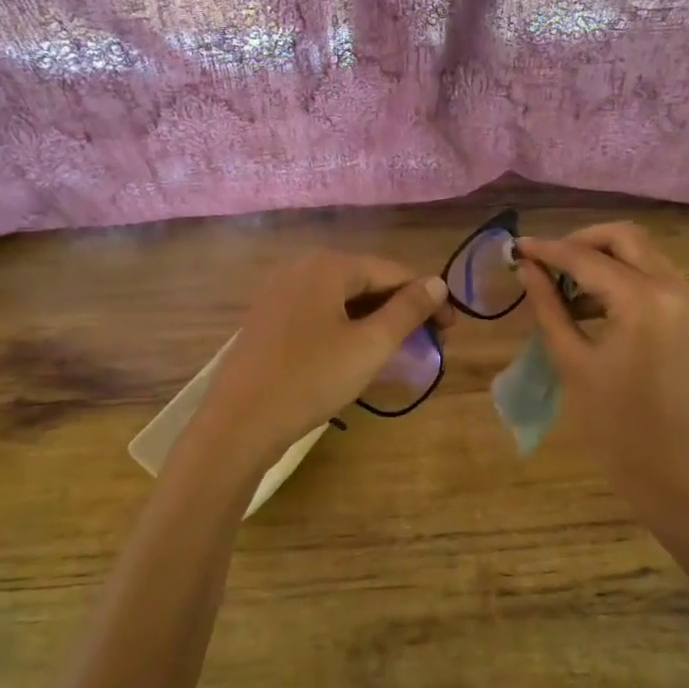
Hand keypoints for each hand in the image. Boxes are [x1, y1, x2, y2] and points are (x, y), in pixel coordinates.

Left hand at [191, 249, 454, 463]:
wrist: (238, 422)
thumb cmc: (311, 379)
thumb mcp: (370, 345)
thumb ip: (408, 310)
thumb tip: (438, 283)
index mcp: (328, 265)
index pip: (393, 271)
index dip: (427, 297)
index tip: (450, 329)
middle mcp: (301, 266)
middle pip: (366, 280)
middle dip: (399, 308)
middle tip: (426, 342)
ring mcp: (279, 291)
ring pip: (341, 297)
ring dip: (373, 319)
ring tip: (395, 349)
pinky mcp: (267, 317)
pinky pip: (318, 311)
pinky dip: (344, 326)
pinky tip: (353, 351)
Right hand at [517, 223, 688, 544]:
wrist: (676, 474)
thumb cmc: (615, 427)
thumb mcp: (572, 362)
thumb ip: (549, 306)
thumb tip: (527, 268)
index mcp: (643, 300)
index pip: (586, 257)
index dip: (547, 249)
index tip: (515, 247)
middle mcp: (674, 288)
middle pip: (624, 237)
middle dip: (580, 242)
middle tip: (545, 263)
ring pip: (643, 253)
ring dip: (603, 258)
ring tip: (563, 287)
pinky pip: (656, 277)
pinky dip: (624, 277)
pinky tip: (594, 303)